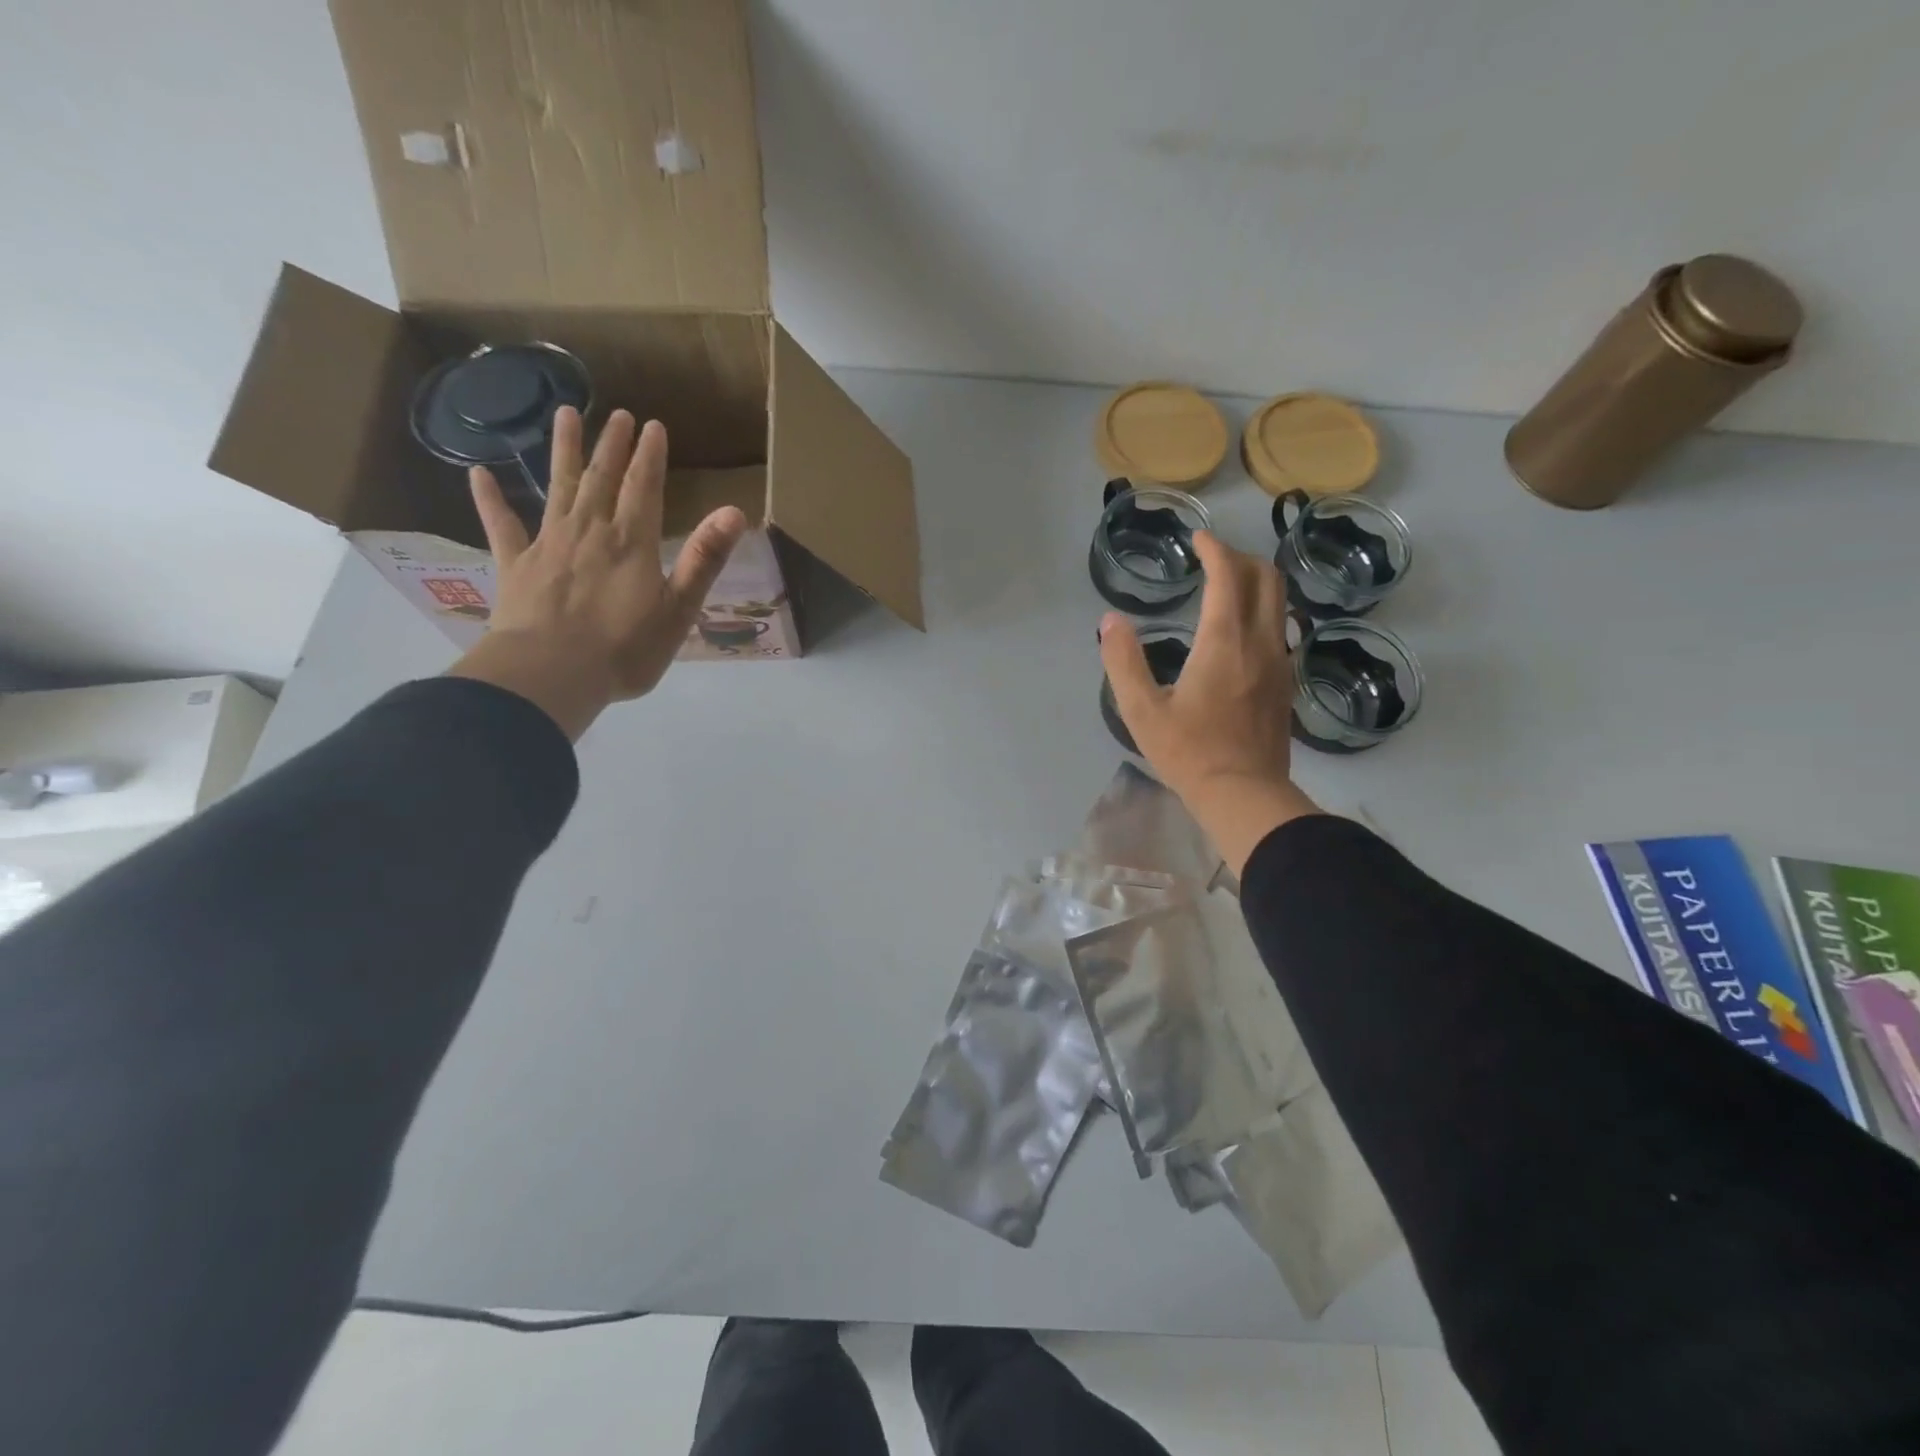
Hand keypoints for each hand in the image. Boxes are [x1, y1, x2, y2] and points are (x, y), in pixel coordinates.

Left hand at [447, 408, 747, 739]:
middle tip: (618, 413)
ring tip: (565, 414)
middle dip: (612, 445)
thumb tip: (735, 512)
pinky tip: (480, 474)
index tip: (653, 426)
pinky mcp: (515, 565)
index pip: (643, 488)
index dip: (650, 456)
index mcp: (631, 543)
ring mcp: (547, 544)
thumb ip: (705, 559)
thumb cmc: (625, 649)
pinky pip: (501, 525)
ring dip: (564, 452)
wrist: (552, 673)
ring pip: (558, 487)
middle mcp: (589, 531)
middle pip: (602, 479)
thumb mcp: (679, 609)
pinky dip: (491, 499)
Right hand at [1099, 532, 1320, 872]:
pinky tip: (1241, 629)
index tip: (1197, 539)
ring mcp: (1280, 661)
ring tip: (1227, 586)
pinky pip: (1280, 627)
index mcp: (1224, 641)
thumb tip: (1110, 621)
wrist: (1243, 794)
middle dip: (1239, 557)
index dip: (1214, 548)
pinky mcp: (1286, 682)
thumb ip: (1123, 661)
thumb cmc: (1188, 752)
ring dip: (1255, 582)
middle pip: (1266, 578)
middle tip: (1211, 558)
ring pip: (1280, 602)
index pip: (1228, 575)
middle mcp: (1260, 641)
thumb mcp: (1141, 710)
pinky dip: (1262, 610)